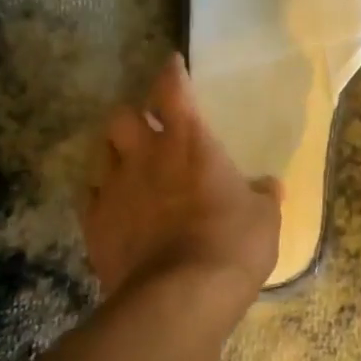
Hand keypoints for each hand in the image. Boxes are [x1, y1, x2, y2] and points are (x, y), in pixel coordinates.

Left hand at [83, 54, 281, 312]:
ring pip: (101, 152)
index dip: (171, 72)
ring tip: (129, 168)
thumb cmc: (232, 244)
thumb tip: (269, 186)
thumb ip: (263, 196)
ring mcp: (114, 188)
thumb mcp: (264, 218)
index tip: (171, 64)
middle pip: (121, 114)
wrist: (180, 297)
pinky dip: (103, 197)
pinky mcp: (95, 224)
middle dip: (133, 116)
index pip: (173, 89)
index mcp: (189, 141)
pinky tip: (116, 210)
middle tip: (147, 130)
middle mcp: (145, 155)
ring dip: (115, 154)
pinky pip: (91, 197)